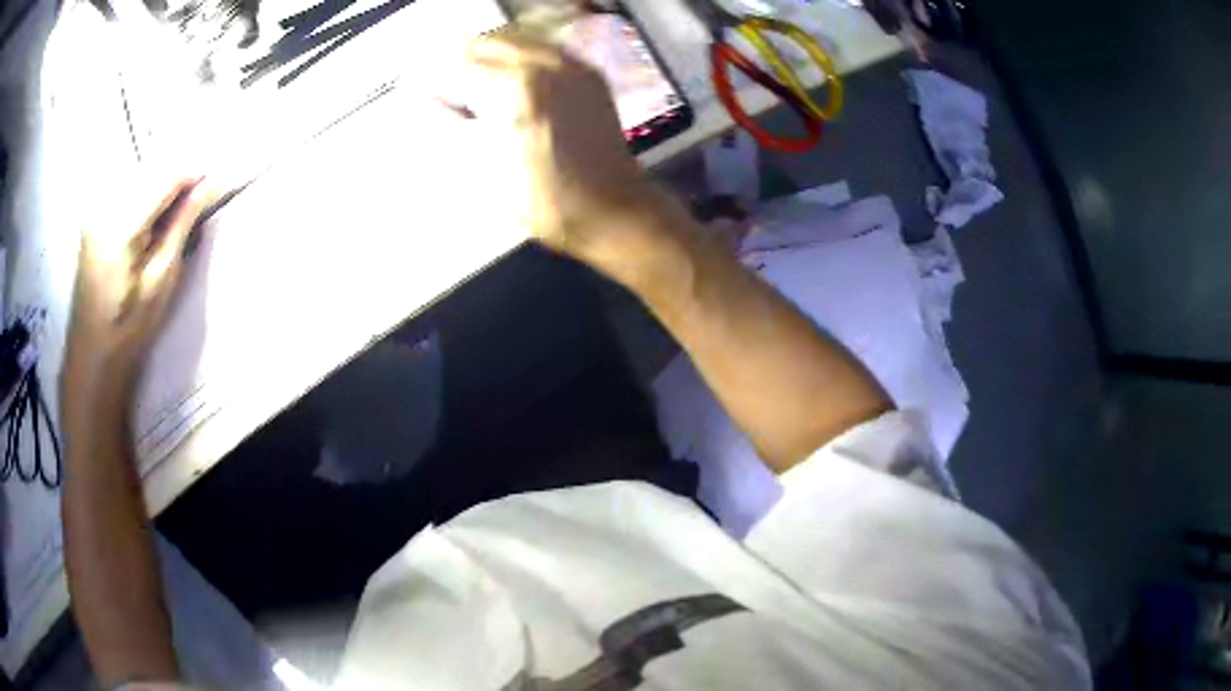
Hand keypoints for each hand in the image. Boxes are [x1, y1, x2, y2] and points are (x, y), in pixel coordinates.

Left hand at [62, 179, 218, 412]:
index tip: (217, 181)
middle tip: (199, 196)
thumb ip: (182, 225)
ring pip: (140, 173)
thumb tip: (209, 185)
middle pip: (152, 168)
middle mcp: (105, 206)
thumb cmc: (128, 328)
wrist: (90, 354)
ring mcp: (96, 208)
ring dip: (163, 182)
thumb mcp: (161, 281)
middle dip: (179, 176)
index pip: (165, 176)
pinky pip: (126, 185)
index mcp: (120, 228)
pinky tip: (153, 213)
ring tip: (177, 208)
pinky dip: (146, 190)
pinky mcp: (94, 213)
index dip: (194, 173)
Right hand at [443, 32, 676, 278]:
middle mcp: (546, 64)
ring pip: (516, 39)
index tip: (414, 90)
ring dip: (485, 52)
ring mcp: (573, 65)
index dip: (431, 80)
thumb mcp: (485, 172)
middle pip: (486, 44)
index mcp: (515, 89)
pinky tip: (507, 74)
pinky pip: (545, 47)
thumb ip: (453, 128)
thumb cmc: (546, 203)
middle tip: (436, 83)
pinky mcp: (590, 74)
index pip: (458, 68)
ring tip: (467, 77)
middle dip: (455, 60)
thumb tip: (432, 103)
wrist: (614, 212)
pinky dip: (518, 53)